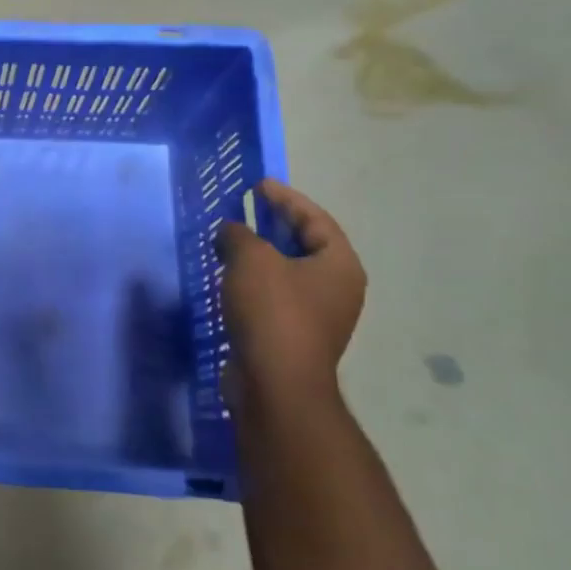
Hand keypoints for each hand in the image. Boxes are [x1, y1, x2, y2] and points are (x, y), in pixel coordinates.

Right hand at [215, 180, 365, 415]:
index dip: (286, 199)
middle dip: (274, 226)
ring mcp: (318, 316)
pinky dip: (255, 282)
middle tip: (246, 210)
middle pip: (306, 245)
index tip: (259, 185)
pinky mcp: (294, 336)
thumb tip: (231, 231)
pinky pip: (276, 296)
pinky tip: (230, 279)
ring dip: (262, 256)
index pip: (315, 219)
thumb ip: (239, 234)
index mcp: (339, 265)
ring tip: (231, 242)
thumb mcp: (251, 259)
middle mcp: (337, 289)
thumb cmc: (272, 312)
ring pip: (288, 272)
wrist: (276, 384)